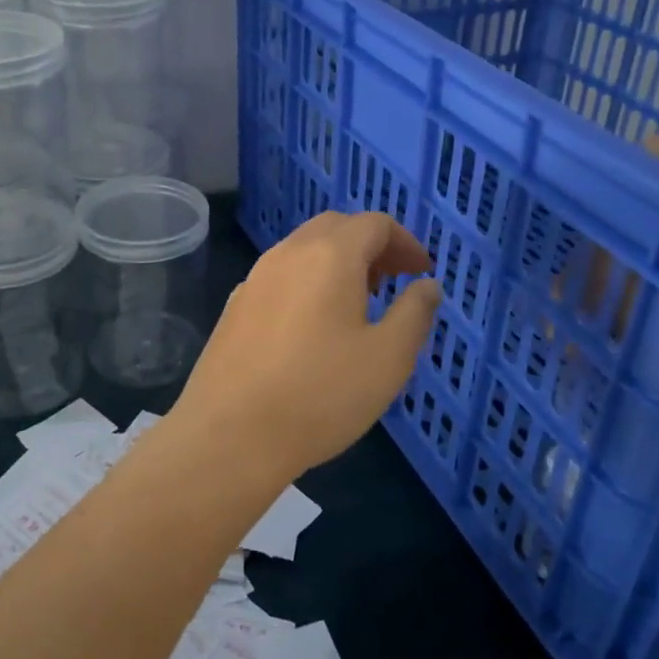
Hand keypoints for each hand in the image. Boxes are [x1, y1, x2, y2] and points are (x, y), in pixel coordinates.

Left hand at [171, 212, 441, 478]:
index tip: (422, 272)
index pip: (374, 223)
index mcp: (330, 255)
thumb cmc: (320, 395)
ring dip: (337, 262)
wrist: (230, 434)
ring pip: (304, 249)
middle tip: (393, 281)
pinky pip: (280, 276)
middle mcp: (288, 253)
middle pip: (336, 227)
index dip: (405, 242)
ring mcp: (255, 278)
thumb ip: (415, 313)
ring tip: (357, 304)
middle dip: (371, 246)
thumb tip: (428, 285)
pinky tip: (312, 327)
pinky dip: (308, 281)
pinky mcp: (235, 305)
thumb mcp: (388, 359)